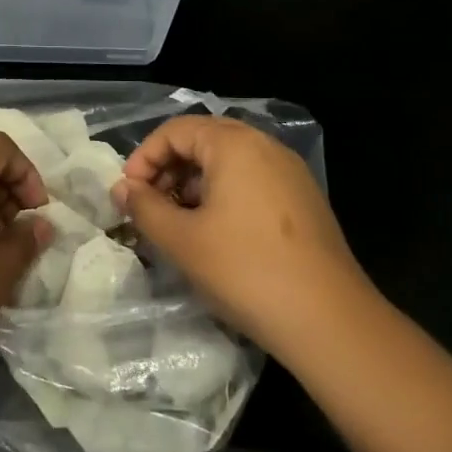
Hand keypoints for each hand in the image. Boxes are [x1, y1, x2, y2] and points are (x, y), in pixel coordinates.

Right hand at [113, 115, 370, 361]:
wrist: (330, 321)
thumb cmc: (245, 271)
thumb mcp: (182, 240)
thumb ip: (144, 208)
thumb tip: (121, 189)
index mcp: (234, 144)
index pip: (175, 130)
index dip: (144, 157)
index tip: (128, 193)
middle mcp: (265, 146)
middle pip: (203, 140)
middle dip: (168, 168)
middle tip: (149, 205)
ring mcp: (290, 172)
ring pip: (228, 161)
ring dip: (194, 183)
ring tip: (178, 222)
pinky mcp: (304, 200)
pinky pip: (252, 180)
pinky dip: (223, 195)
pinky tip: (215, 233)